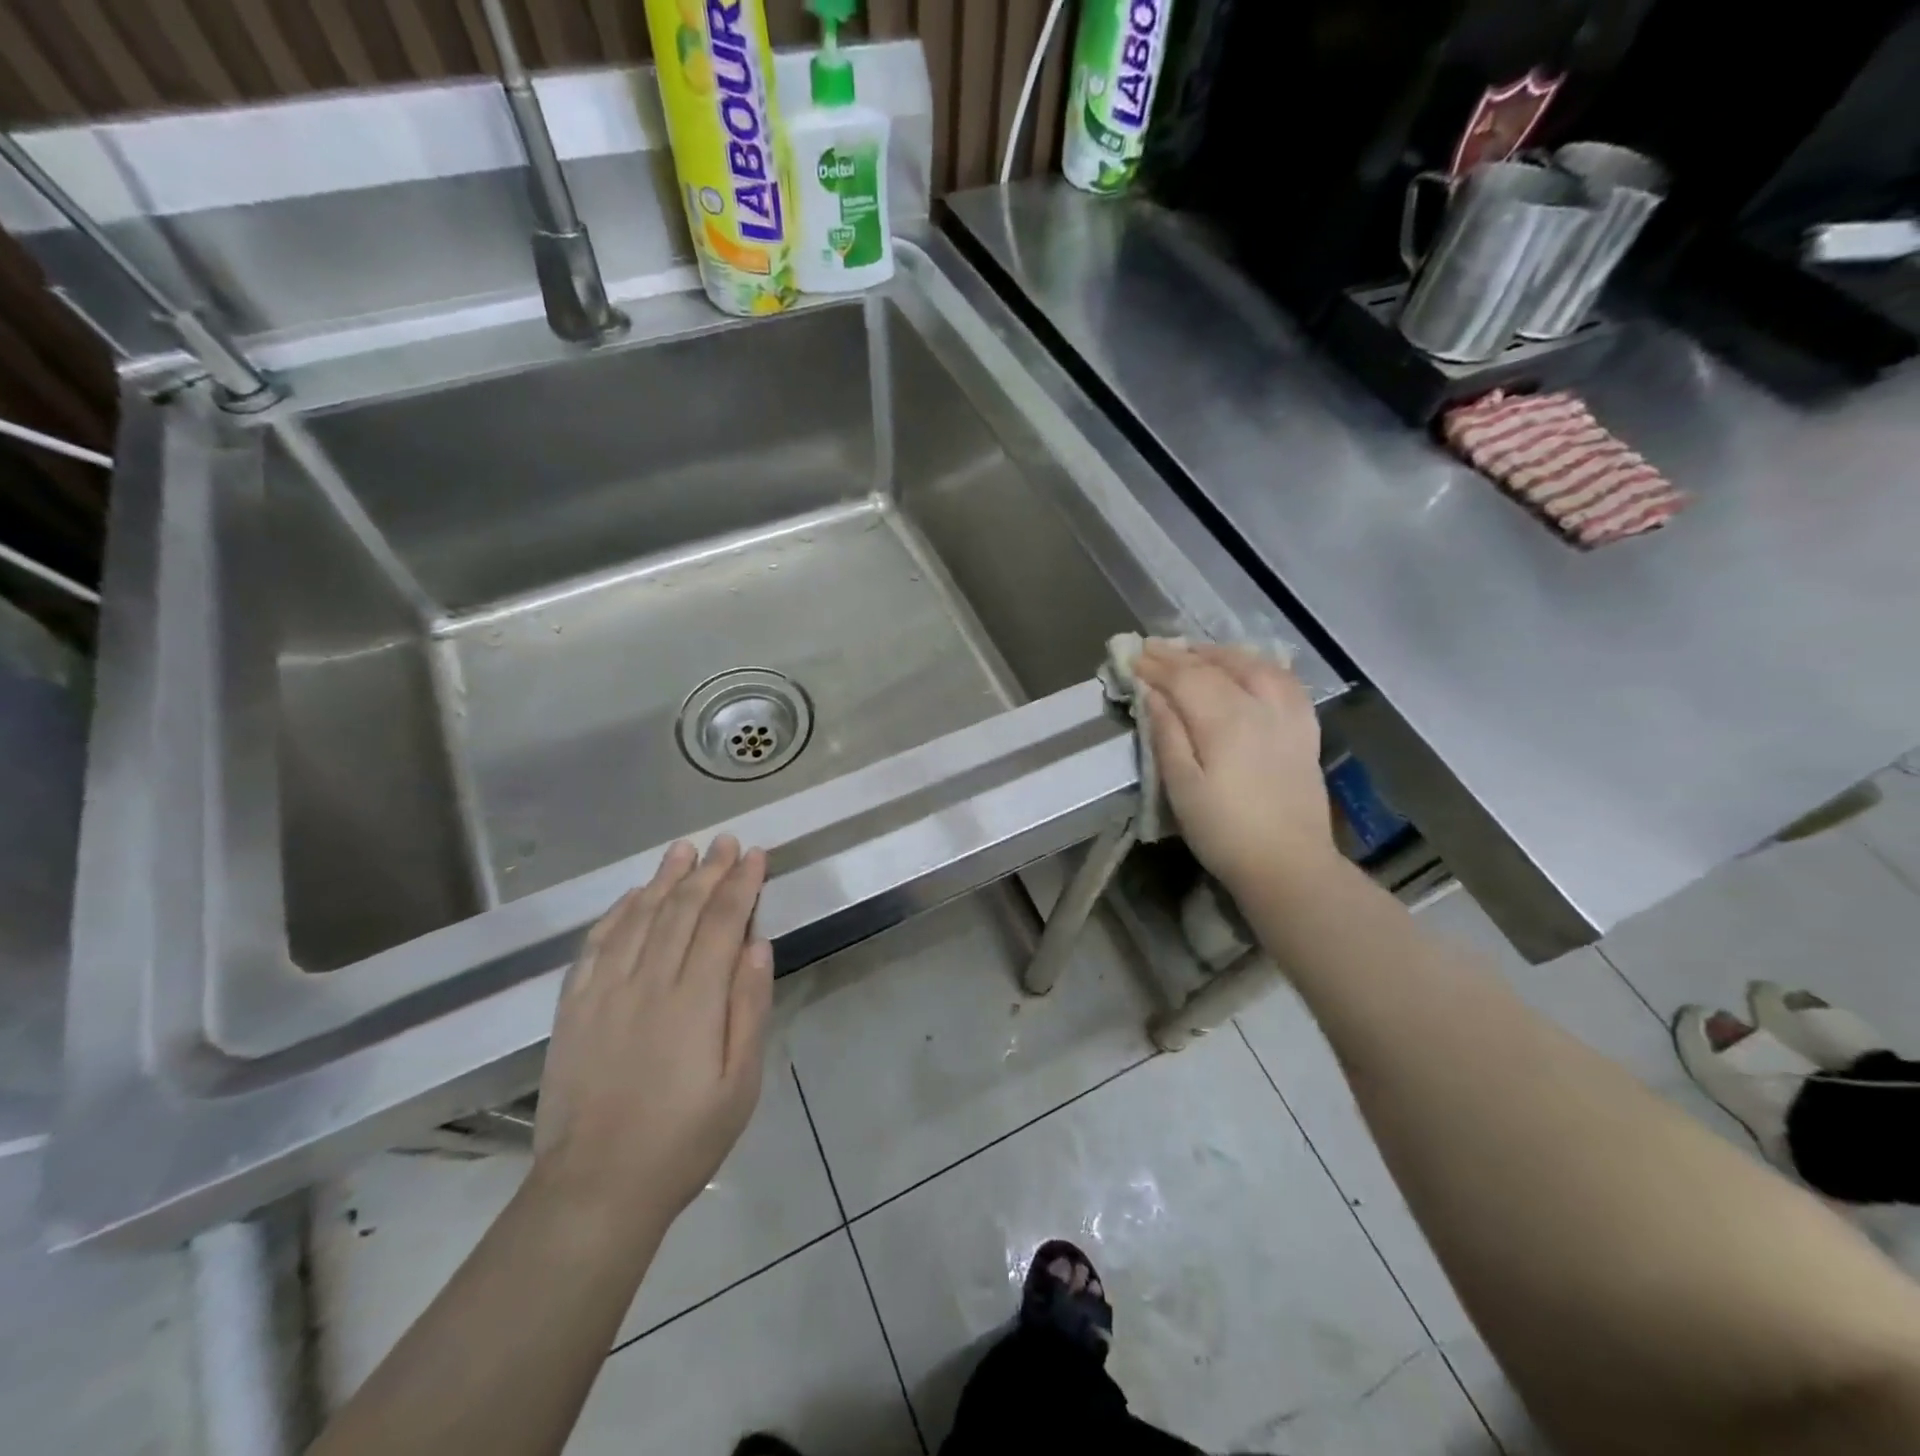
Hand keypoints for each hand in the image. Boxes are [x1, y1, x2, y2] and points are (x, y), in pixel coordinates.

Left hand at [532, 836, 772, 1222]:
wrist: (595, 1188)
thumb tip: (757, 943)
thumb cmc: (684, 1138)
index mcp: (695, 1000)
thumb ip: (750, 1007)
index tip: (755, 855)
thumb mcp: (741, 1082)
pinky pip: (596, 945)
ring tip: (682, 850)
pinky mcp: (574, 1008)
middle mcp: (649, 982)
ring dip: (664, 879)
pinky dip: (617, 913)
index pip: (723, 921)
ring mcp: (605, 992)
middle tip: (725, 841)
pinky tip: (633, 895)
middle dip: (708, 871)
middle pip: (682, 910)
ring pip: (639, 917)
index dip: (741, 883)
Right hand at [1133, 640, 1337, 895]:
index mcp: (1225, 721)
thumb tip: (1152, 693)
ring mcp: (1288, 716)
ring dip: (1220, 653)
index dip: (1155, 666)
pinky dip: (1260, 665)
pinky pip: (1285, 681)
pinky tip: (1250, 667)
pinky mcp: (1305, 730)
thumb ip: (1167, 734)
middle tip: (1152, 649)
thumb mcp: (1182, 788)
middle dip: (1181, 655)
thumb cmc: (1224, 832)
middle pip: (1216, 666)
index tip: (1131, 657)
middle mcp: (1260, 706)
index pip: (1185, 678)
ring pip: (1254, 665)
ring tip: (1195, 652)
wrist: (1289, 865)